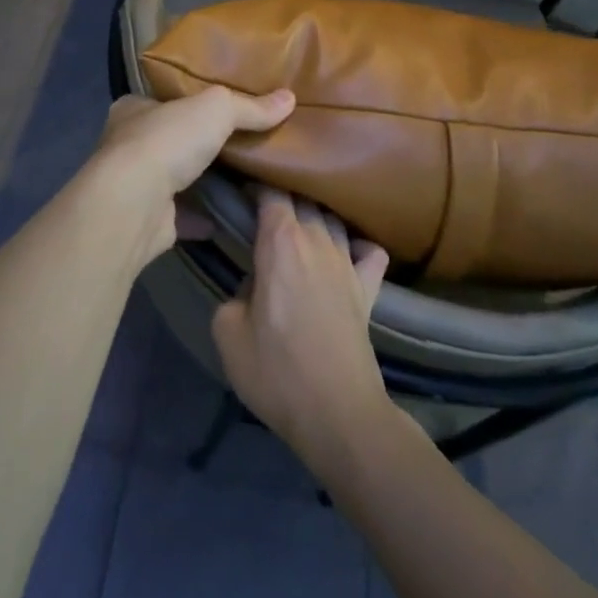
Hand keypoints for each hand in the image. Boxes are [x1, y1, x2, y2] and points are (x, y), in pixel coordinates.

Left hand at [88, 88, 294, 264]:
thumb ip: (250, 107)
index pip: (163, 100)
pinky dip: (200, 218)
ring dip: (199, 180)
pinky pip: (179, 216)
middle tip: (237, 144)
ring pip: (172, 178)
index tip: (218, 108)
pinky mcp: (146, 220)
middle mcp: (127, 145)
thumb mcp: (216, 109)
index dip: (189, 102)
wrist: (134, 205)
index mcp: (134, 110)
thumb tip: (289, 98)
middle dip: (197, 143)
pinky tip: (226, 218)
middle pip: (169, 139)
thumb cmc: (167, 142)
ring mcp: (134, 185)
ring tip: (239, 179)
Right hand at [212, 190, 392, 472]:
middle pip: (303, 198)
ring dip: (316, 215)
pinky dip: (358, 244)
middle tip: (263, 207)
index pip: (271, 192)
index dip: (256, 184)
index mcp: (280, 242)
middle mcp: (317, 240)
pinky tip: (347, 252)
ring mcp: (348, 263)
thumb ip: (233, 293)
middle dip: (283, 195)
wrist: (337, 412)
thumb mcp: (227, 330)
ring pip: (334, 219)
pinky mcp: (370, 289)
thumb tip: (252, 284)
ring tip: (299, 224)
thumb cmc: (275, 370)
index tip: (241, 189)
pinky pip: (370, 251)